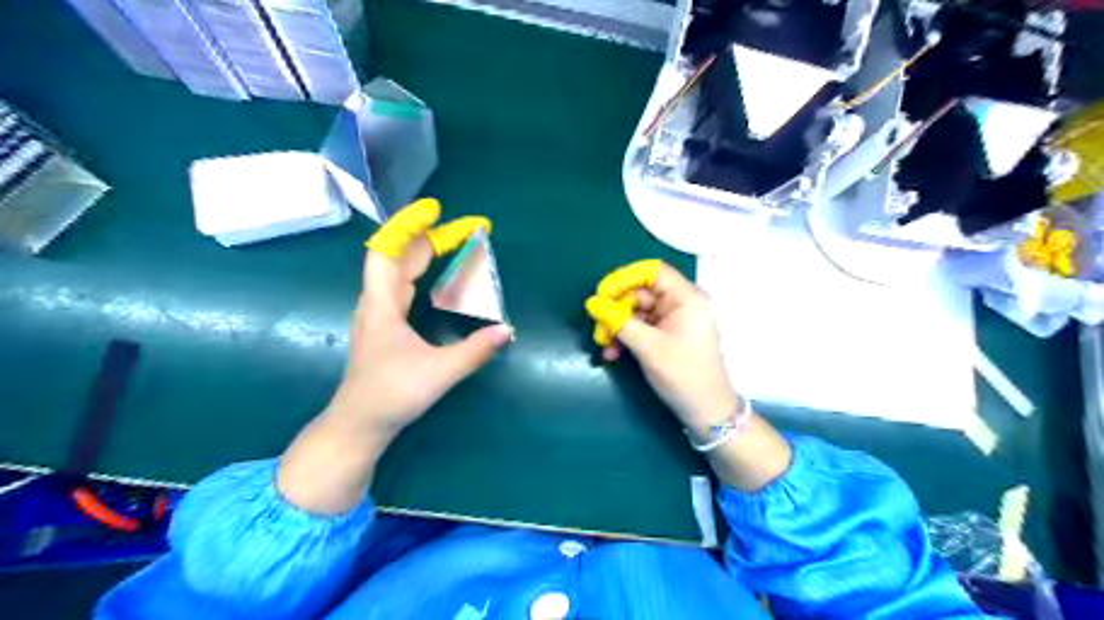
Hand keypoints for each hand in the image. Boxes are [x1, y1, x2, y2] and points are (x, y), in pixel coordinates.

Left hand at [281, 197, 511, 512]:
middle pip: (401, 256)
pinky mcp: (385, 325)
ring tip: (457, 244)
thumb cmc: (392, 395)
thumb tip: (508, 330)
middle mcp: (377, 302)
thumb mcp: (439, 373)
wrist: (360, 424)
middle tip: (469, 230)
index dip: (409, 226)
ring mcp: (379, 313)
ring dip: (427, 253)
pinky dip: (423, 271)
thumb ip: (475, 351)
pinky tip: (438, 276)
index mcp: (382, 305)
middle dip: (433, 237)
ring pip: (401, 270)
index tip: (435, 210)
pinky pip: (403, 285)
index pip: (388, 250)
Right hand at [581, 258, 789, 492]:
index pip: (652, 272)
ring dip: (618, 326)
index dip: (624, 278)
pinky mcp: (667, 335)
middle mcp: (681, 303)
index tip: (601, 294)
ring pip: (637, 312)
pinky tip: (613, 353)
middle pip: (641, 293)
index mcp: (686, 298)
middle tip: (599, 328)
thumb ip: (619, 322)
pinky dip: (626, 337)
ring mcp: (674, 320)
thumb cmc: (683, 375)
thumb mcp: (648, 347)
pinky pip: (642, 327)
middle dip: (616, 310)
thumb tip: (592, 303)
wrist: (706, 411)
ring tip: (604, 345)